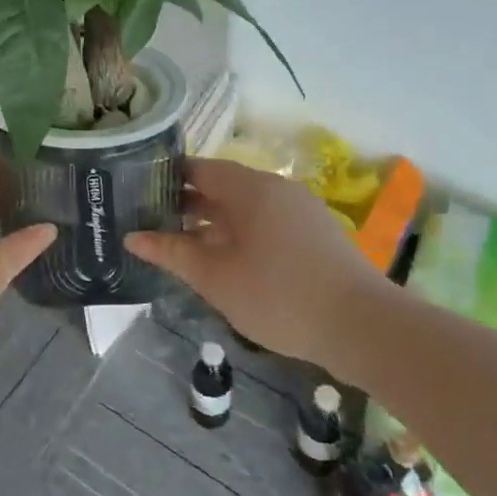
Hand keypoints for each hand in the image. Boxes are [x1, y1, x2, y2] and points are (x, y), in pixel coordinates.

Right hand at [124, 157, 388, 363]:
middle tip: (149, 220)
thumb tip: (132, 237)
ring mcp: (299, 210)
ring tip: (180, 243)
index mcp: (250, 188)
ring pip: (243, 206)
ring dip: (211, 221)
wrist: (364, 327)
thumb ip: (172, 252)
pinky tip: (223, 259)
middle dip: (185, 202)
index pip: (198, 168)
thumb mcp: (215, 277)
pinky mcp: (314, 234)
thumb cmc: (279, 295)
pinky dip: (238, 232)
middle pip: (221, 185)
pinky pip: (264, 221)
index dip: (166, 178)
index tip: (137, 193)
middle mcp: (275, 189)